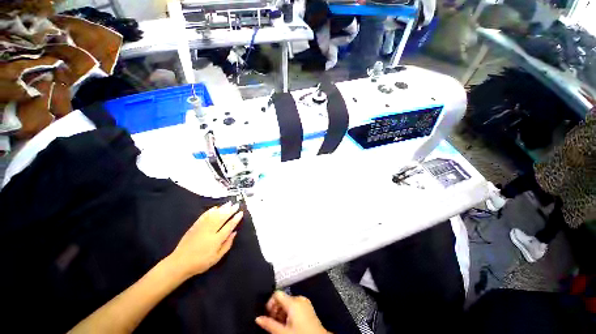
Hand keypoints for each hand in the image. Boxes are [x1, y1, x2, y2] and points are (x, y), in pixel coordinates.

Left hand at [166, 202, 242, 279]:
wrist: (179, 263)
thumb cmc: (201, 262)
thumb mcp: (217, 258)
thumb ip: (227, 245)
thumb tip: (234, 233)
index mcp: (217, 240)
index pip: (229, 226)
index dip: (235, 219)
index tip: (240, 213)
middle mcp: (210, 231)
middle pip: (222, 218)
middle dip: (230, 210)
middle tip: (236, 205)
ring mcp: (201, 227)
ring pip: (214, 215)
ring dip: (222, 208)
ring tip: (229, 203)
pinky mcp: (195, 226)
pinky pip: (204, 216)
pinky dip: (210, 211)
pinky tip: (215, 208)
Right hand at [255, 291, 328, 333]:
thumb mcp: (283, 332)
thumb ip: (269, 324)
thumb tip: (258, 319)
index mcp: (293, 301)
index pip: (277, 293)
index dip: (269, 303)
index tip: (267, 315)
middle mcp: (299, 299)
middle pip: (282, 299)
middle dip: (276, 310)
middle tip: (273, 324)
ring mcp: (305, 302)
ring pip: (288, 303)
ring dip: (282, 313)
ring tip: (281, 327)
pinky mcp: (308, 307)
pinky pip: (295, 306)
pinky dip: (289, 313)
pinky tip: (289, 325)